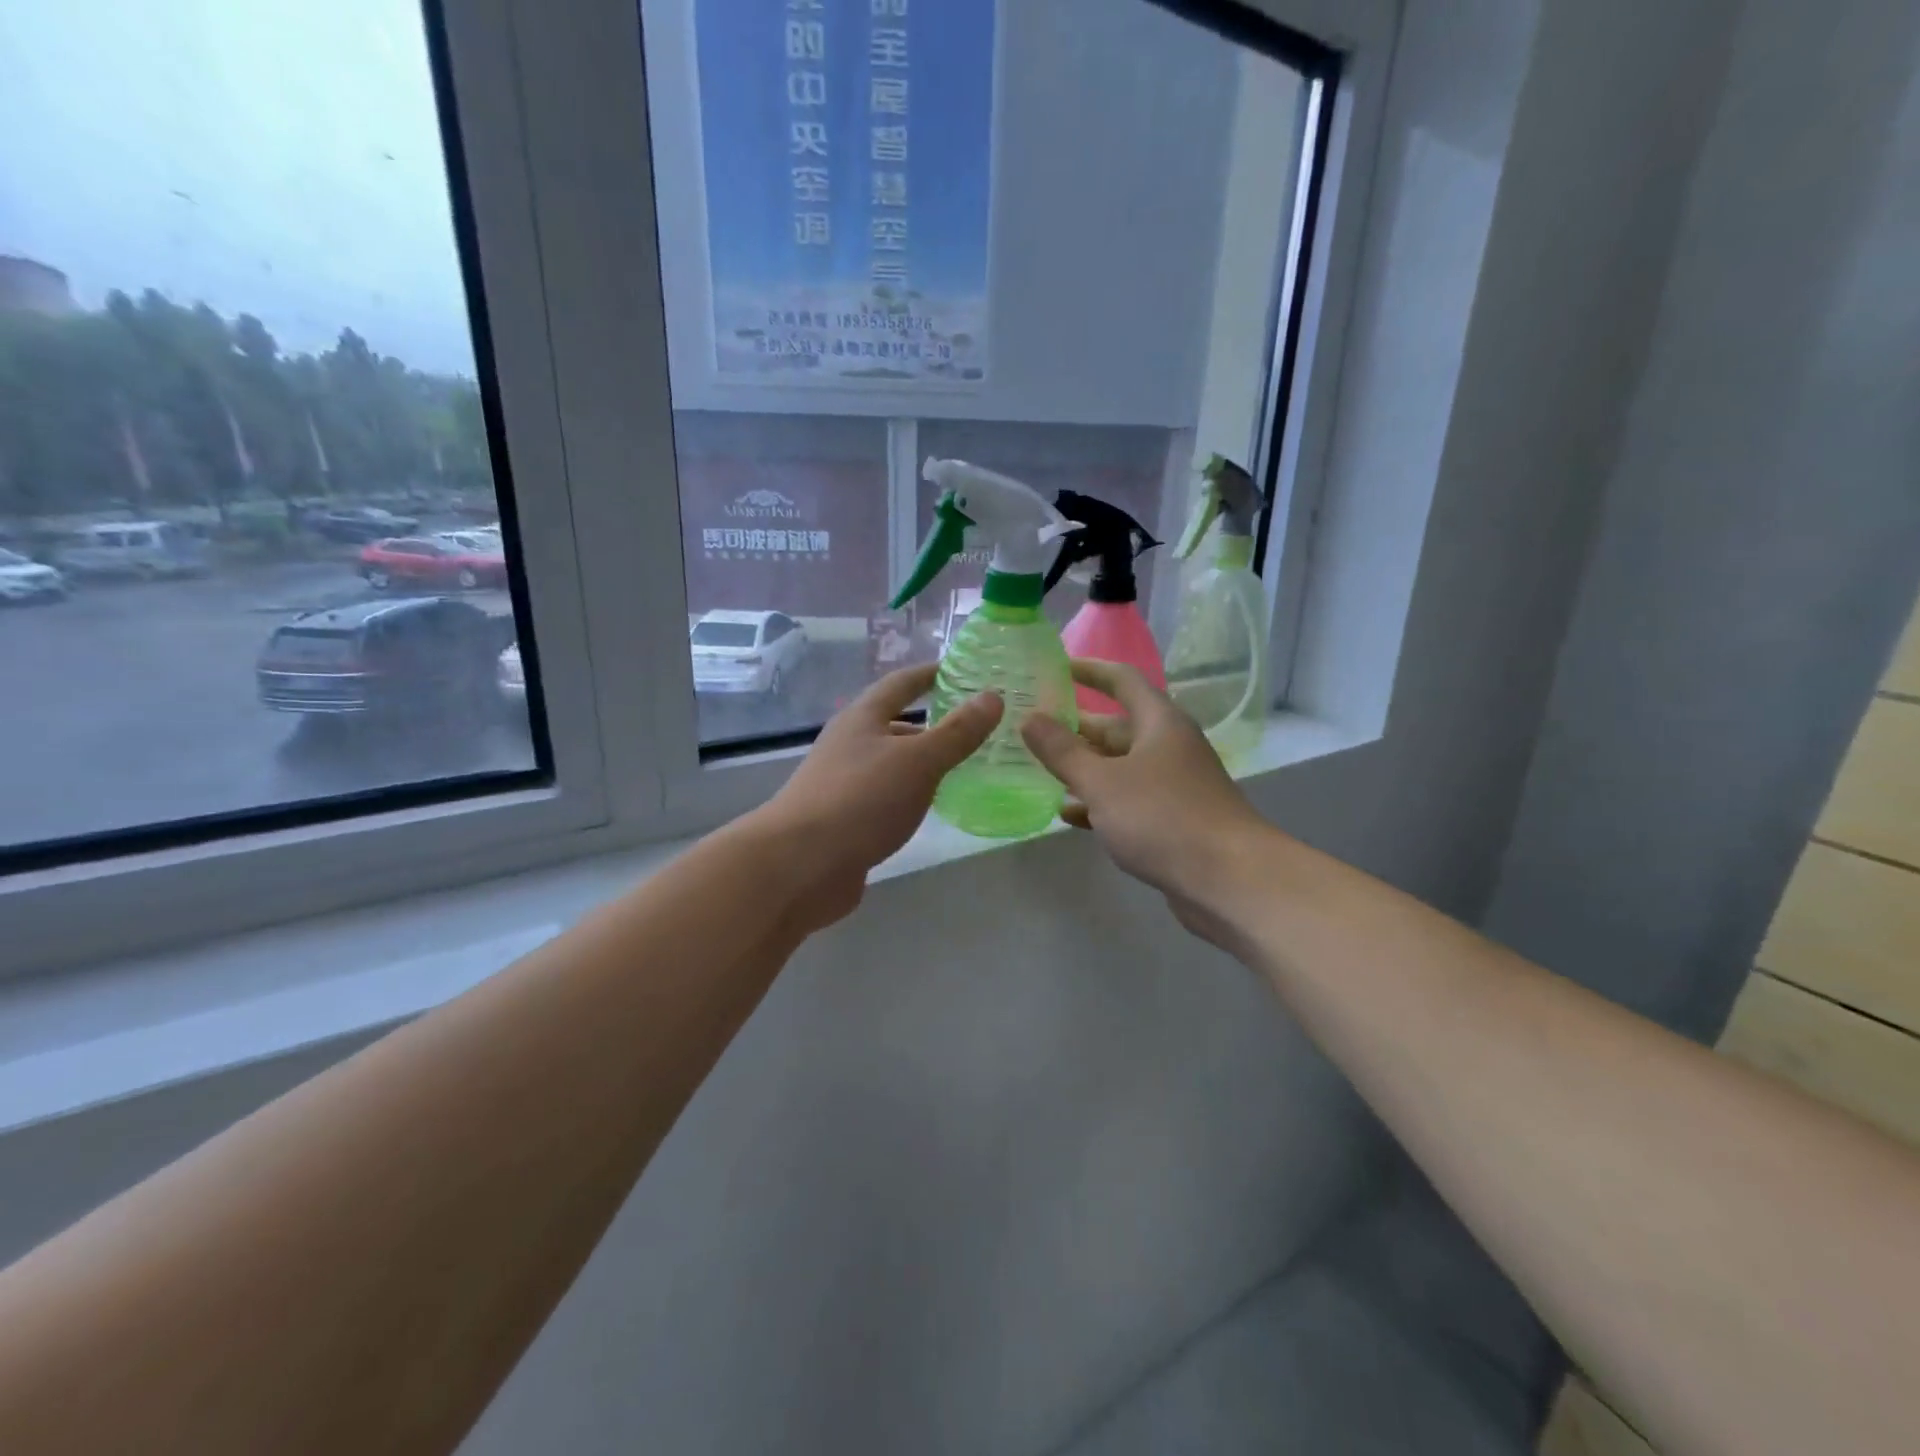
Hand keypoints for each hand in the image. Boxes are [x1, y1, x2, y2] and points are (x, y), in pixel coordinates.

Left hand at [747, 663, 1002, 931]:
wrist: (799, 865)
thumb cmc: (860, 800)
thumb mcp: (917, 761)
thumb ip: (956, 732)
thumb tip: (992, 696)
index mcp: (862, 718)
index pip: (901, 684)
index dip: (931, 674)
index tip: (963, 670)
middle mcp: (850, 744)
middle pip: (894, 724)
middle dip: (933, 723)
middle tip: (976, 726)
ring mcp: (844, 783)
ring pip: (891, 763)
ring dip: (923, 762)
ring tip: (964, 766)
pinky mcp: (845, 819)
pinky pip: (886, 796)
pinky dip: (912, 794)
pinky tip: (932, 807)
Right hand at [1021, 660, 1267, 943]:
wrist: (1229, 880)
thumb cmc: (1163, 818)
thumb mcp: (1102, 782)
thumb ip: (1062, 751)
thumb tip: (1029, 718)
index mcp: (1159, 722)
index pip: (1121, 680)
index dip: (1088, 670)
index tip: (1053, 668)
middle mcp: (1168, 746)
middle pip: (1116, 727)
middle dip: (1075, 728)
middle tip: (1030, 729)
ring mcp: (1172, 785)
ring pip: (1119, 767)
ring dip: (1082, 768)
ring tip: (1037, 770)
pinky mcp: (1171, 820)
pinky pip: (1127, 801)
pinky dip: (1099, 803)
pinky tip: (1067, 814)